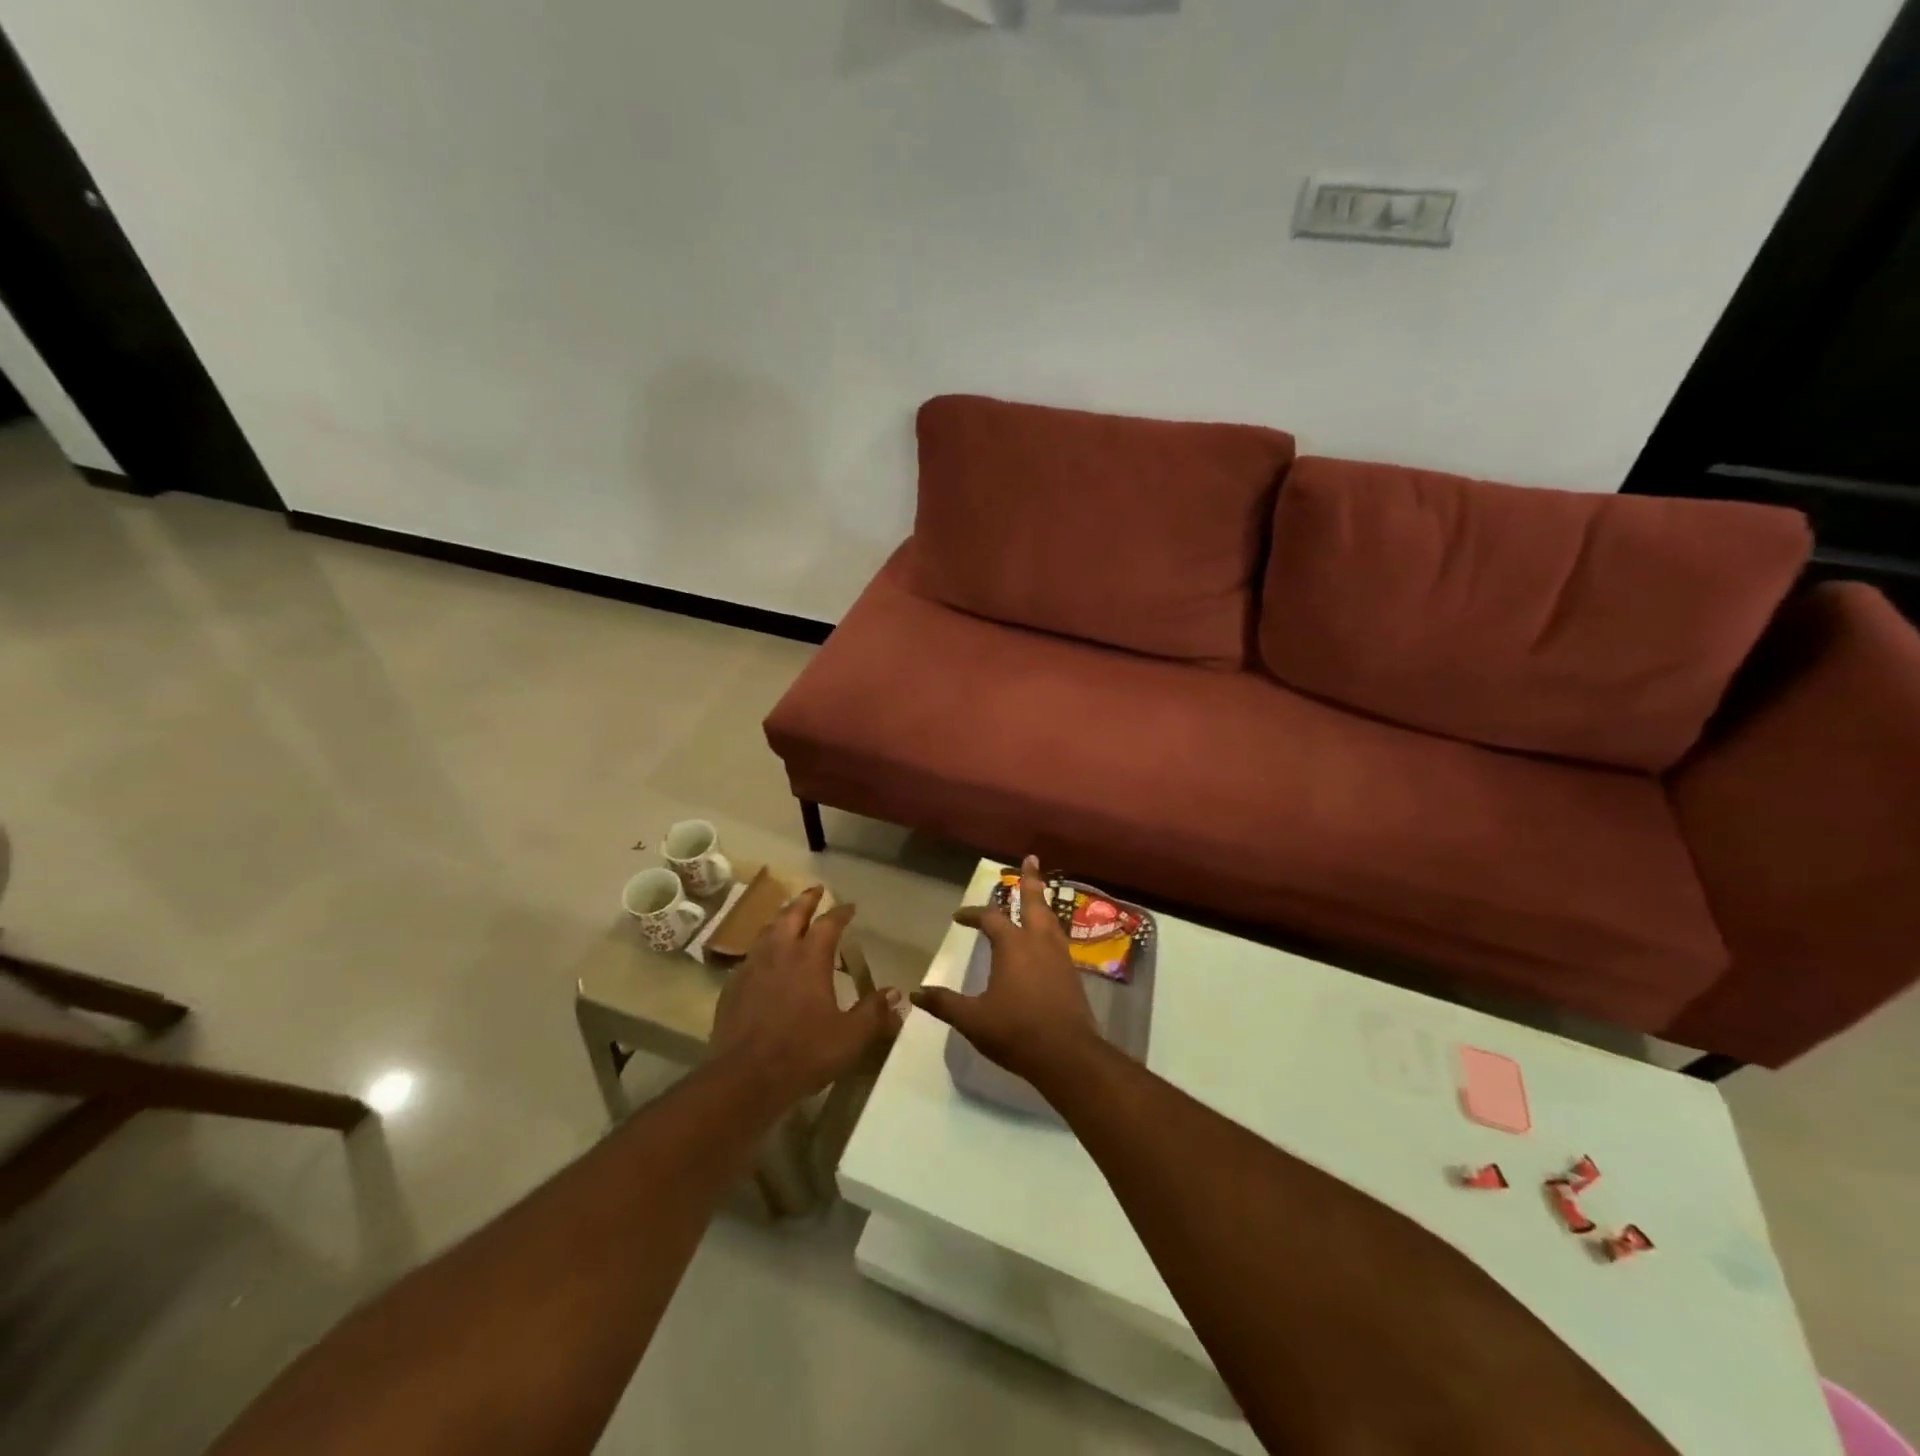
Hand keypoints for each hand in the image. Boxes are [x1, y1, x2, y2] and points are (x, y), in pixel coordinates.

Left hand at [709, 886, 901, 1105]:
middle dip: (806, 900)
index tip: (850, 906)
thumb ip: (874, 1013)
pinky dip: (764, 946)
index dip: (841, 912)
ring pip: (768, 930)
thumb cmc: (803, 1053)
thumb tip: (896, 994)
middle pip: (792, 915)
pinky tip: (766, 959)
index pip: (828, 923)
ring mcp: (752, 968)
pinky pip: (751, 955)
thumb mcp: (849, 1037)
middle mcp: (779, 953)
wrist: (743, 1079)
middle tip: (816, 890)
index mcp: (809, 958)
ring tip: (790, 916)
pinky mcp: (733, 987)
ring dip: (782, 918)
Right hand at [911, 856, 1100, 1084]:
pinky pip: (1059, 938)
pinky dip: (1051, 926)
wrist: (1066, 1055)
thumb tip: (915, 993)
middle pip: (1034, 902)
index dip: (973, 915)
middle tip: (1031, 859)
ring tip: (1040, 892)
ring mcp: (1060, 956)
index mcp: (1012, 946)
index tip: (958, 917)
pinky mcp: (1072, 972)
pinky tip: (1048, 936)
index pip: (989, 919)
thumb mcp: (973, 1019)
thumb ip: (945, 1003)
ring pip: (1051, 918)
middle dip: (1030, 880)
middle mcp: (1039, 942)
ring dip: (1042, 902)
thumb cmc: (1016, 1031)